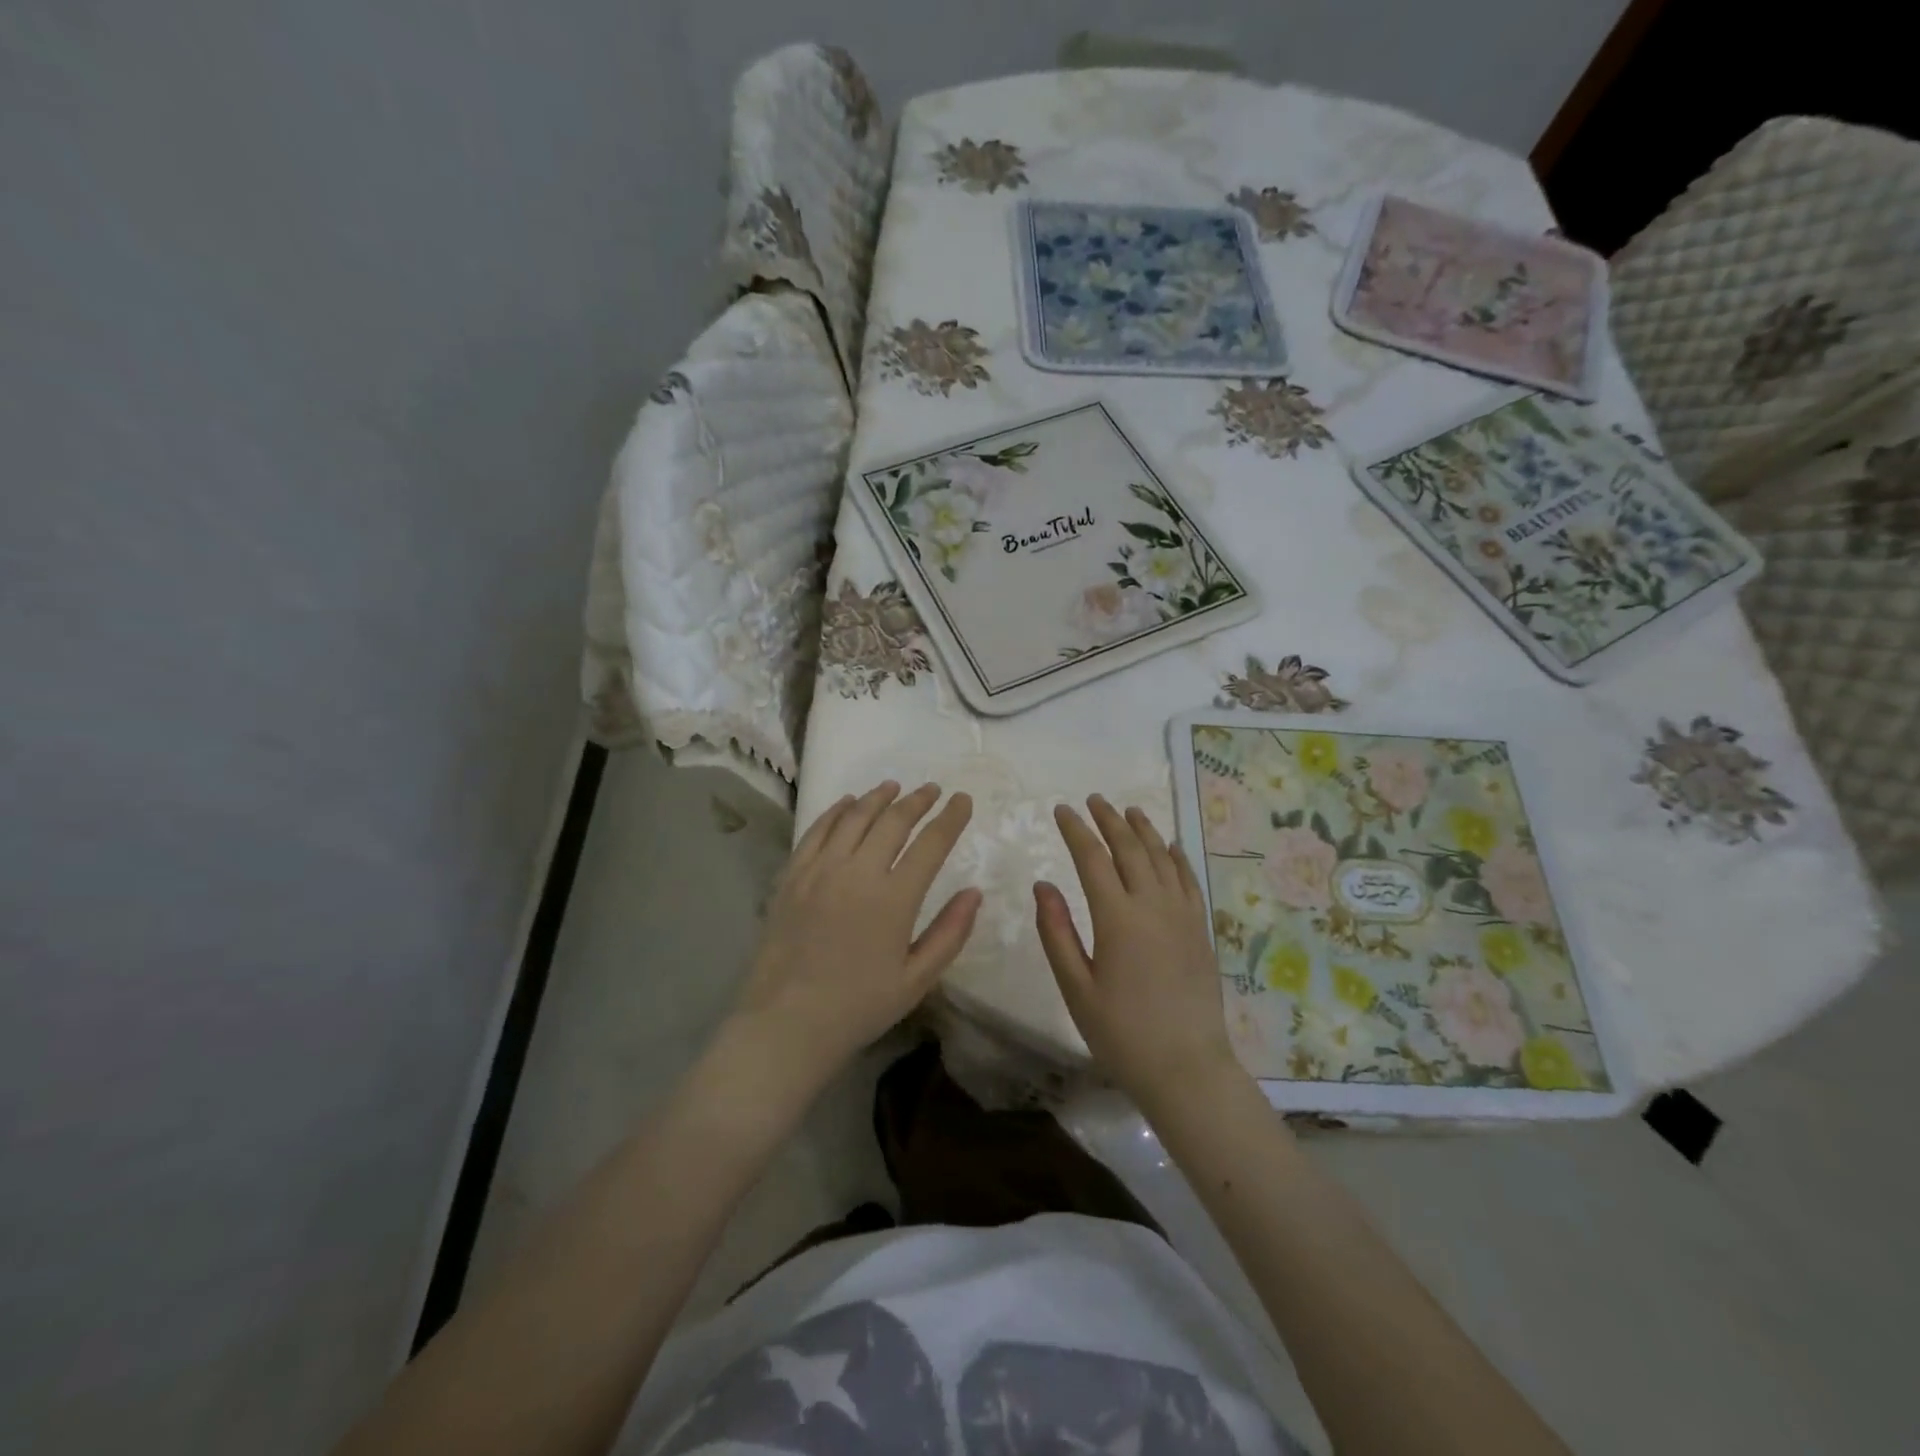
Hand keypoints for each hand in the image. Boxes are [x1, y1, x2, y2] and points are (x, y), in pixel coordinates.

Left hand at [728, 781, 979, 1093]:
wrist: (786, 1023)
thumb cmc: (858, 1007)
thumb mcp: (916, 980)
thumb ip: (950, 933)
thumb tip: (974, 892)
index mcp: (894, 898)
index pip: (931, 843)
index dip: (950, 818)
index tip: (962, 800)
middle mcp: (857, 872)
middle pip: (893, 821)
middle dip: (917, 800)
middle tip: (932, 790)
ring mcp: (820, 870)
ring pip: (853, 817)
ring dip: (878, 798)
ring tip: (893, 787)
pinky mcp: (792, 876)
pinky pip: (817, 830)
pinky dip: (836, 811)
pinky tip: (847, 803)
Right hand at [1035, 795, 1242, 1108]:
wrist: (1187, 1068)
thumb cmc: (1121, 1034)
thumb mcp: (1076, 988)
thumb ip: (1056, 932)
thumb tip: (1043, 885)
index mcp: (1117, 918)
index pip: (1092, 859)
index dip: (1075, 830)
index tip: (1061, 810)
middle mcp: (1152, 905)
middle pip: (1130, 848)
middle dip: (1109, 820)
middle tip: (1093, 800)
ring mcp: (1182, 915)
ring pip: (1162, 857)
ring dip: (1143, 830)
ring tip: (1129, 810)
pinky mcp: (1200, 929)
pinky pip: (1188, 880)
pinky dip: (1176, 857)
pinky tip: (1169, 847)